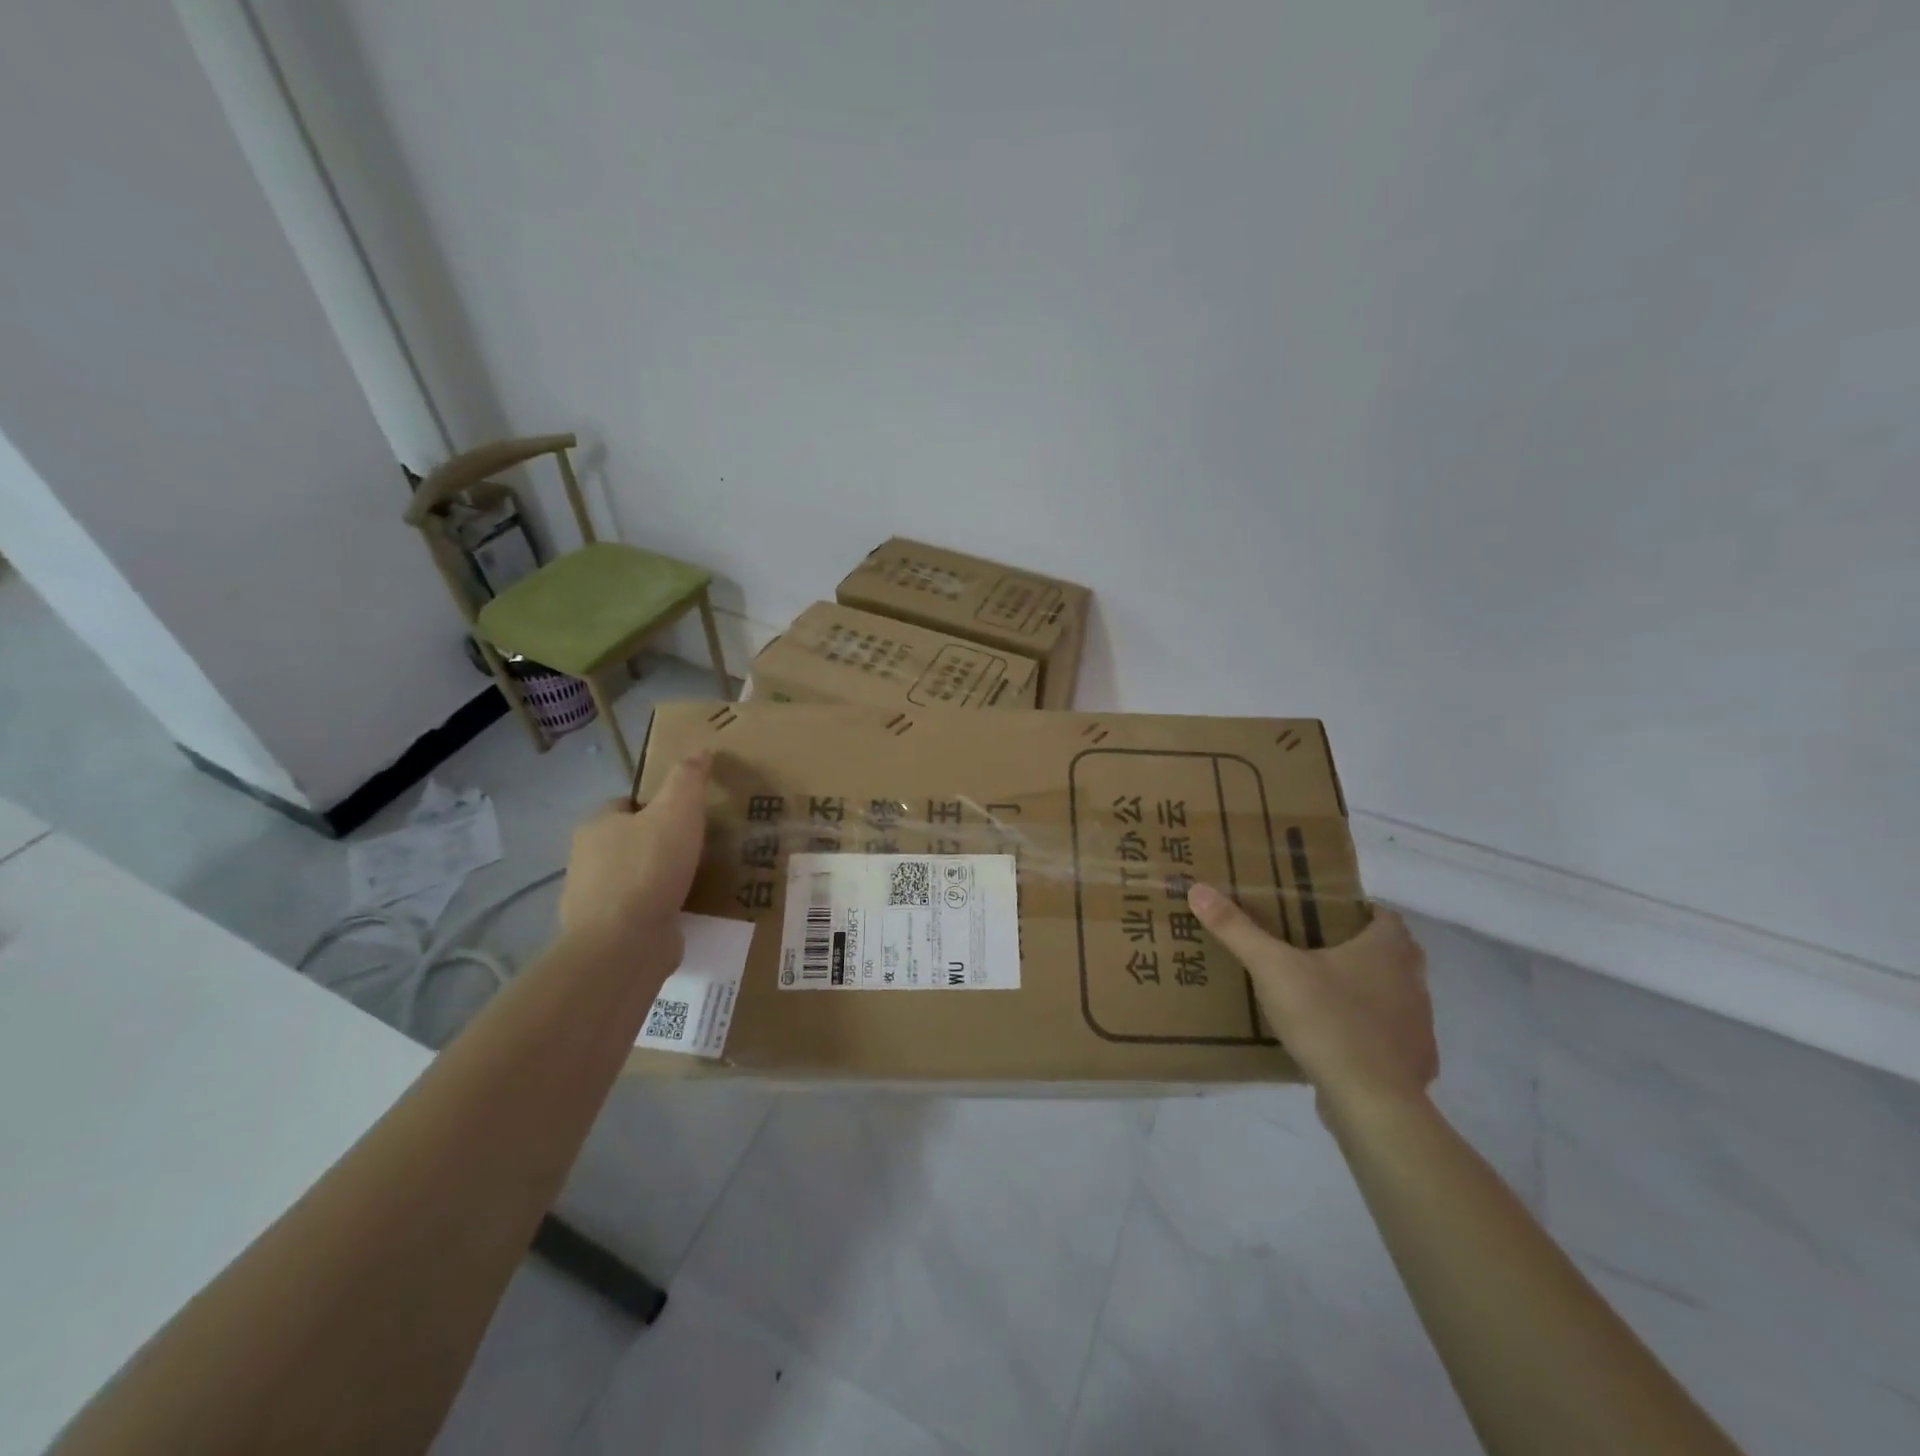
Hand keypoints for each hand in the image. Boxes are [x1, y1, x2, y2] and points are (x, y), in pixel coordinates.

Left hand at [558, 752, 712, 957]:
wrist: (624, 943)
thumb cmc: (649, 867)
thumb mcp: (678, 810)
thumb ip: (688, 779)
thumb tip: (700, 749)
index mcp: (597, 826)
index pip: (625, 805)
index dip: (654, 805)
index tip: (685, 815)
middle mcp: (586, 860)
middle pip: (626, 841)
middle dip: (656, 843)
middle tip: (695, 848)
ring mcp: (592, 901)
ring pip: (631, 878)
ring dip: (656, 880)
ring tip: (693, 881)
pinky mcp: (606, 934)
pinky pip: (636, 913)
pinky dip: (655, 911)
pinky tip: (681, 913)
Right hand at [1187, 884, 1436, 1114]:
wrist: (1371, 1103)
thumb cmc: (1327, 1020)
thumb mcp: (1272, 968)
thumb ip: (1236, 930)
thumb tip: (1198, 889)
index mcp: (1387, 950)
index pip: (1384, 915)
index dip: (1359, 910)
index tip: (1324, 914)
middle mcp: (1412, 982)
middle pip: (1393, 954)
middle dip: (1360, 949)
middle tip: (1315, 949)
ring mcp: (1418, 1026)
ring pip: (1394, 996)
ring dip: (1366, 992)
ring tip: (1320, 994)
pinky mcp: (1413, 1064)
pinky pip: (1392, 1039)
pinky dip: (1370, 1035)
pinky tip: (1337, 1041)